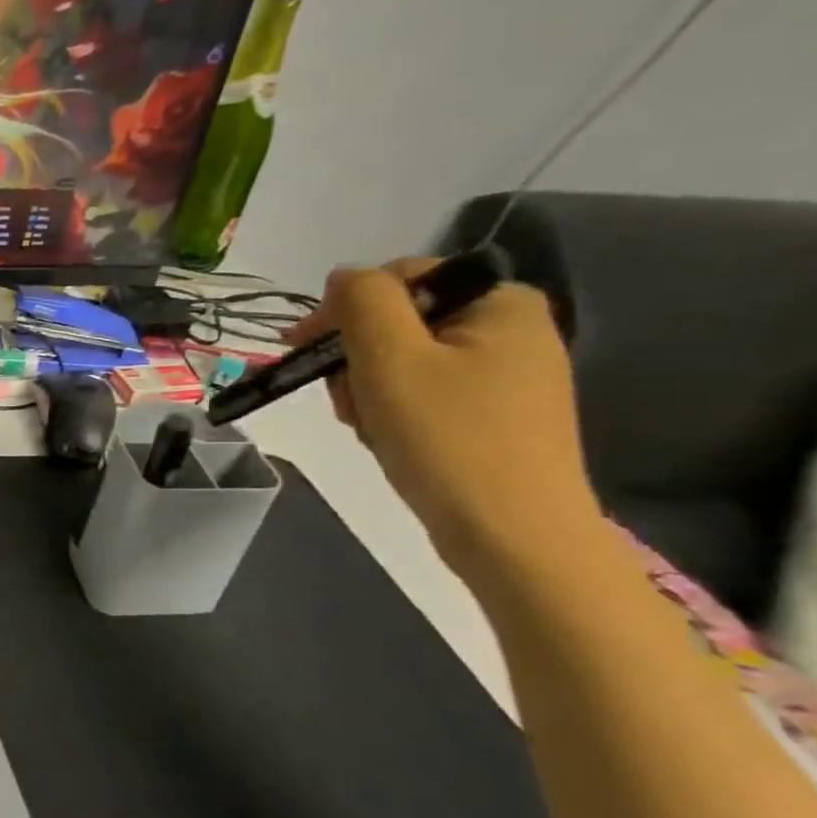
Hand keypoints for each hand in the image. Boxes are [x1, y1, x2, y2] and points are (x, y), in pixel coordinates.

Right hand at [290, 258, 600, 573]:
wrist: (513, 539)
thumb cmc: (448, 440)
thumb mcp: (391, 359)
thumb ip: (362, 301)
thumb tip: (345, 278)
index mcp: (500, 303)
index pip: (399, 278)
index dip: (343, 310)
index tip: (303, 352)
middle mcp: (511, 330)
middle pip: (398, 323)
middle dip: (357, 360)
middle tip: (346, 402)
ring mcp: (506, 377)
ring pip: (403, 363)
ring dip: (368, 390)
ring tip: (369, 428)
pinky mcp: (494, 417)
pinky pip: (423, 395)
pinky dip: (393, 413)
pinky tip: (390, 440)